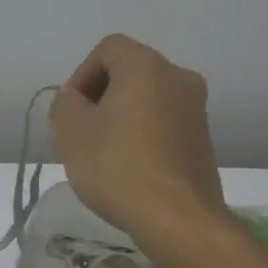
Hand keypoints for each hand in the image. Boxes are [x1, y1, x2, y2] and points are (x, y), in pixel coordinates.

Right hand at [50, 34, 228, 237]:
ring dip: (119, 118)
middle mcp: (178, 78)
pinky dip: (140, 135)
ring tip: (100, 154)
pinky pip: (162, 124)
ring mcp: (196, 110)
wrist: (176, 218)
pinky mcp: (202, 140)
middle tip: (79, 133)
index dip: (81, 75)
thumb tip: (77, 100)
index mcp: (147, 66)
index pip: (107, 49)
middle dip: (98, 98)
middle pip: (128, 73)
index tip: (71, 111)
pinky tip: (126, 168)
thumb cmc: (117, 166)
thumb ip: (65, 103)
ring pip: (145, 100)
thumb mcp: (70, 130)